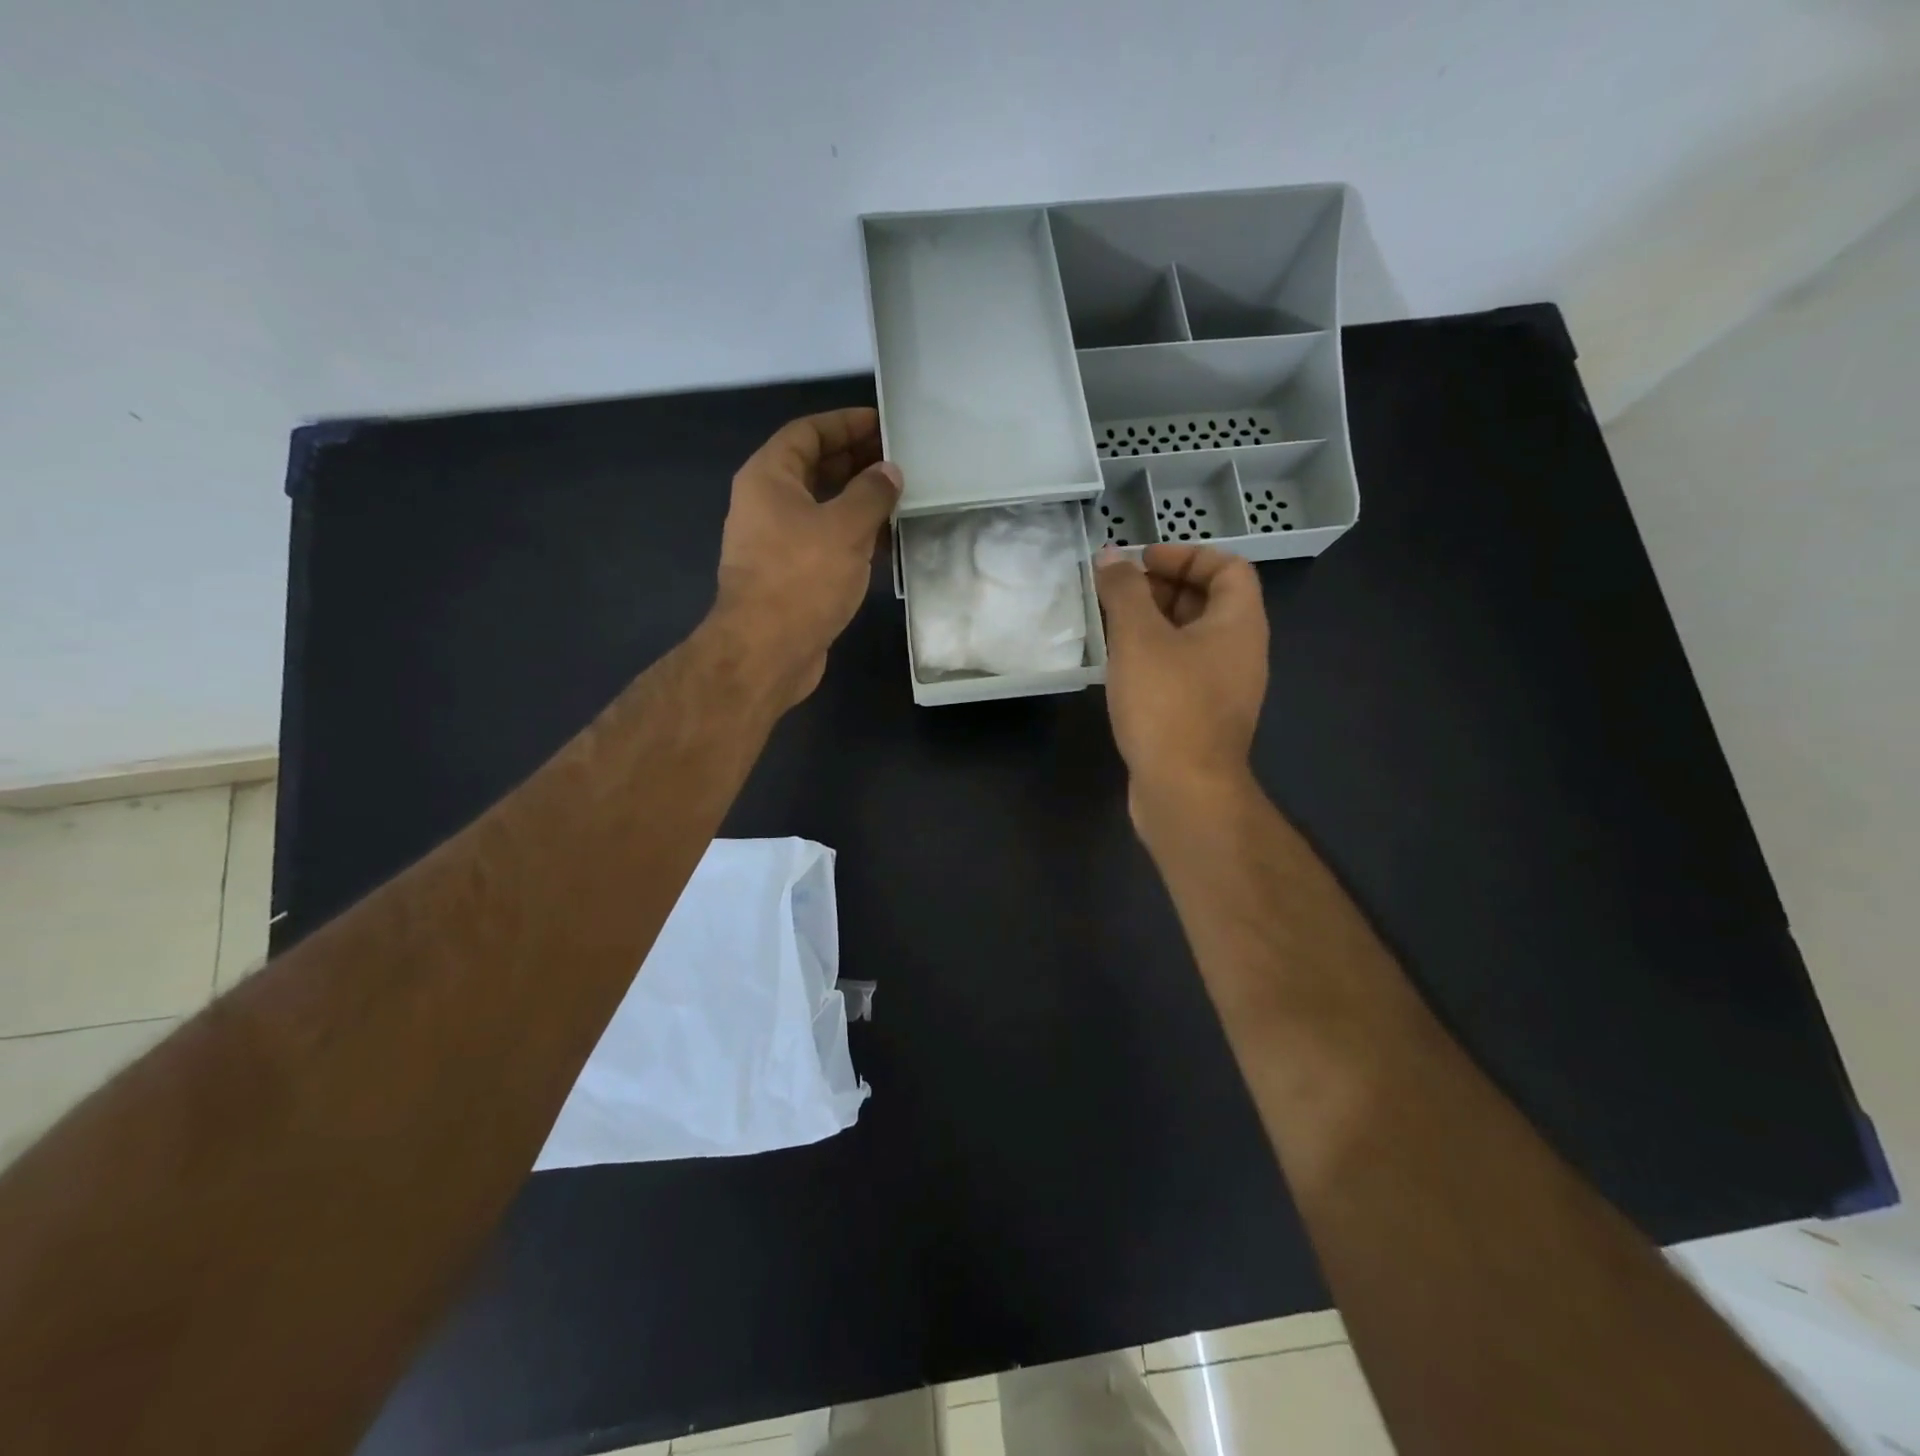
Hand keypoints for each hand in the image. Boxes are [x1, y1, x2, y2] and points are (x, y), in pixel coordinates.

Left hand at [714, 408, 900, 706]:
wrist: (767, 651)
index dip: (845, 423)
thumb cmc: (802, 578)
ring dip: (858, 501)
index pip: (808, 433)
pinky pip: (825, 541)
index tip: (884, 423)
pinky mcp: (791, 576)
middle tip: (901, 460)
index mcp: (769, 478)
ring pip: (822, 508)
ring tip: (902, 497)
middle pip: (815, 468)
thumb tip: (889, 472)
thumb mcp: (845, 527)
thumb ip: (872, 493)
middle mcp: (767, 504)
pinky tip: (885, 541)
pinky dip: (853, 535)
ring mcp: (776, 542)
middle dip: (856, 461)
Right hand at [1096, 543, 1269, 812]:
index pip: (1228, 567)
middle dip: (1162, 588)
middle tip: (1117, 592)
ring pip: (1190, 640)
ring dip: (1153, 625)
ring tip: (1110, 625)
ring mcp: (1223, 689)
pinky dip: (1153, 658)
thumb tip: (1112, 557)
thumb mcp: (1139, 637)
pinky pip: (1180, 671)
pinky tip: (1119, 668)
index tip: (1142, 561)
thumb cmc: (1167, 704)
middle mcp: (1240, 652)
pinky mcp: (1202, 718)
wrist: (1185, 790)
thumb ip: (1125, 591)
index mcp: (1239, 624)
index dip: (1186, 555)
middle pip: (1208, 602)